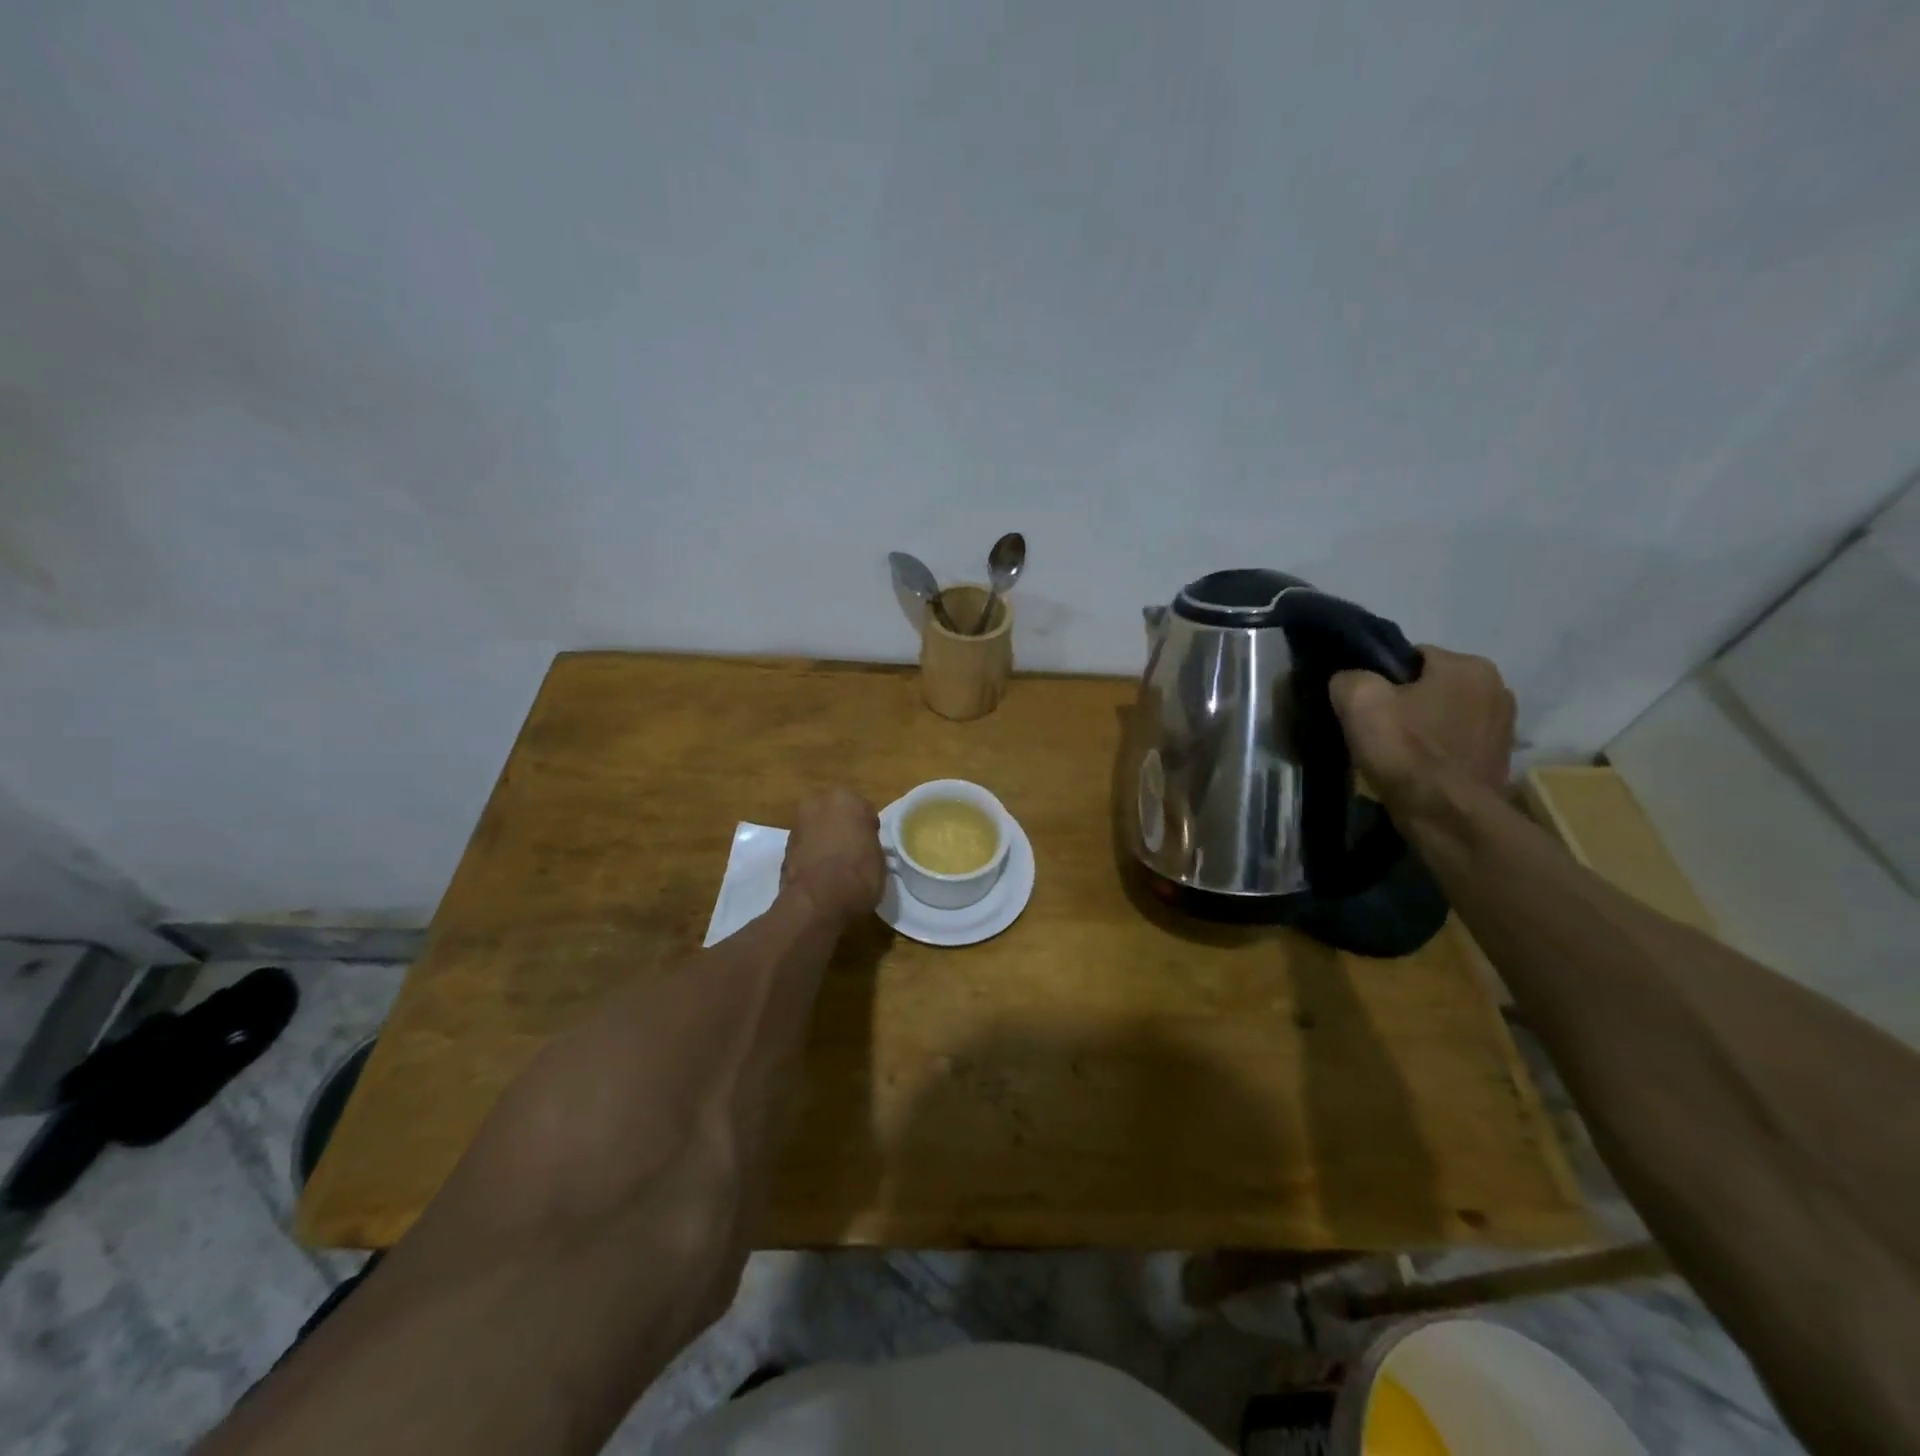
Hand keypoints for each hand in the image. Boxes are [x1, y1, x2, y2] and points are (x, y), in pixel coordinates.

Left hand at [781, 788, 886, 924]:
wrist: (817, 903)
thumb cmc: (858, 875)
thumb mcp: (879, 858)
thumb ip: (868, 843)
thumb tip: (862, 847)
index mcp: (845, 799)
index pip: (863, 810)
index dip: (868, 829)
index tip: (871, 845)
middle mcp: (817, 804)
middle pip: (835, 814)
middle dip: (842, 828)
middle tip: (853, 851)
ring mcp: (798, 825)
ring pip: (818, 829)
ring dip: (825, 841)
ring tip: (836, 867)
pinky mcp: (784, 848)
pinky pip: (806, 847)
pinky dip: (812, 856)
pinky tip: (821, 875)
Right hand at [1330, 647, 1515, 808]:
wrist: (1448, 817)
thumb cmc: (1407, 752)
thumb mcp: (1359, 702)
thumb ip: (1349, 678)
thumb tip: (1349, 682)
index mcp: (1468, 665)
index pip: (1410, 656)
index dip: (1380, 679)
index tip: (1364, 706)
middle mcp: (1497, 686)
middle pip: (1429, 685)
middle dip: (1404, 703)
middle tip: (1376, 730)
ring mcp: (1503, 725)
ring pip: (1443, 714)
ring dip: (1422, 727)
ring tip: (1396, 753)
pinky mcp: (1499, 757)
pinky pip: (1456, 741)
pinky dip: (1437, 750)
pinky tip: (1417, 769)